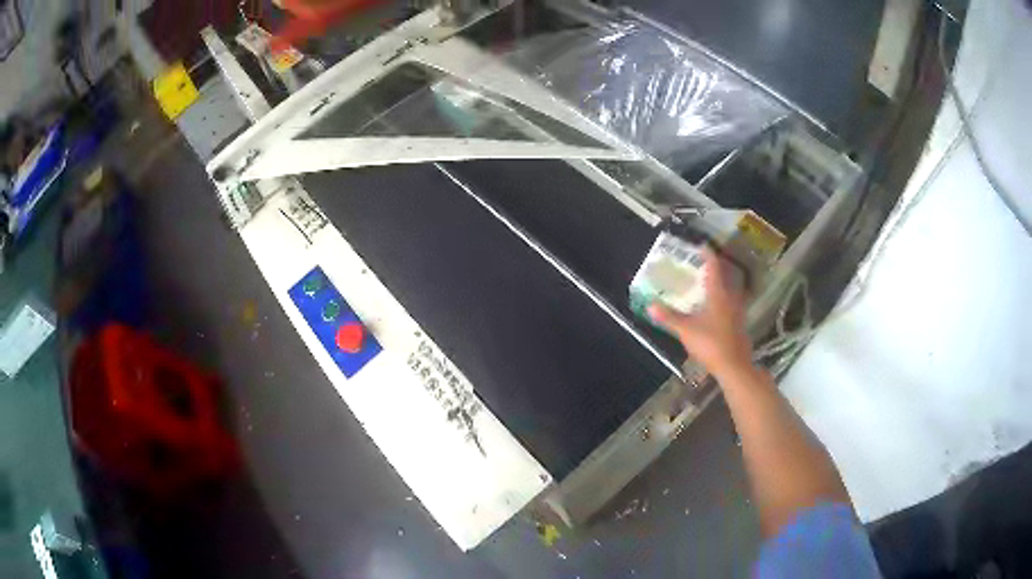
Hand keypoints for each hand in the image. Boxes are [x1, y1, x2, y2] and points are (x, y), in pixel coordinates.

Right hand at [648, 247, 752, 378]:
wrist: (733, 366)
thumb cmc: (710, 343)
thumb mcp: (685, 330)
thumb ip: (668, 317)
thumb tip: (650, 305)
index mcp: (718, 295)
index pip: (714, 268)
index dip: (708, 255)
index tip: (703, 246)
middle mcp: (731, 299)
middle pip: (726, 277)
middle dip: (717, 269)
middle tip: (706, 265)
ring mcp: (738, 312)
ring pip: (731, 291)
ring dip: (723, 284)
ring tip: (711, 285)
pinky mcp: (740, 324)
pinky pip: (733, 304)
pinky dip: (725, 300)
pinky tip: (718, 309)